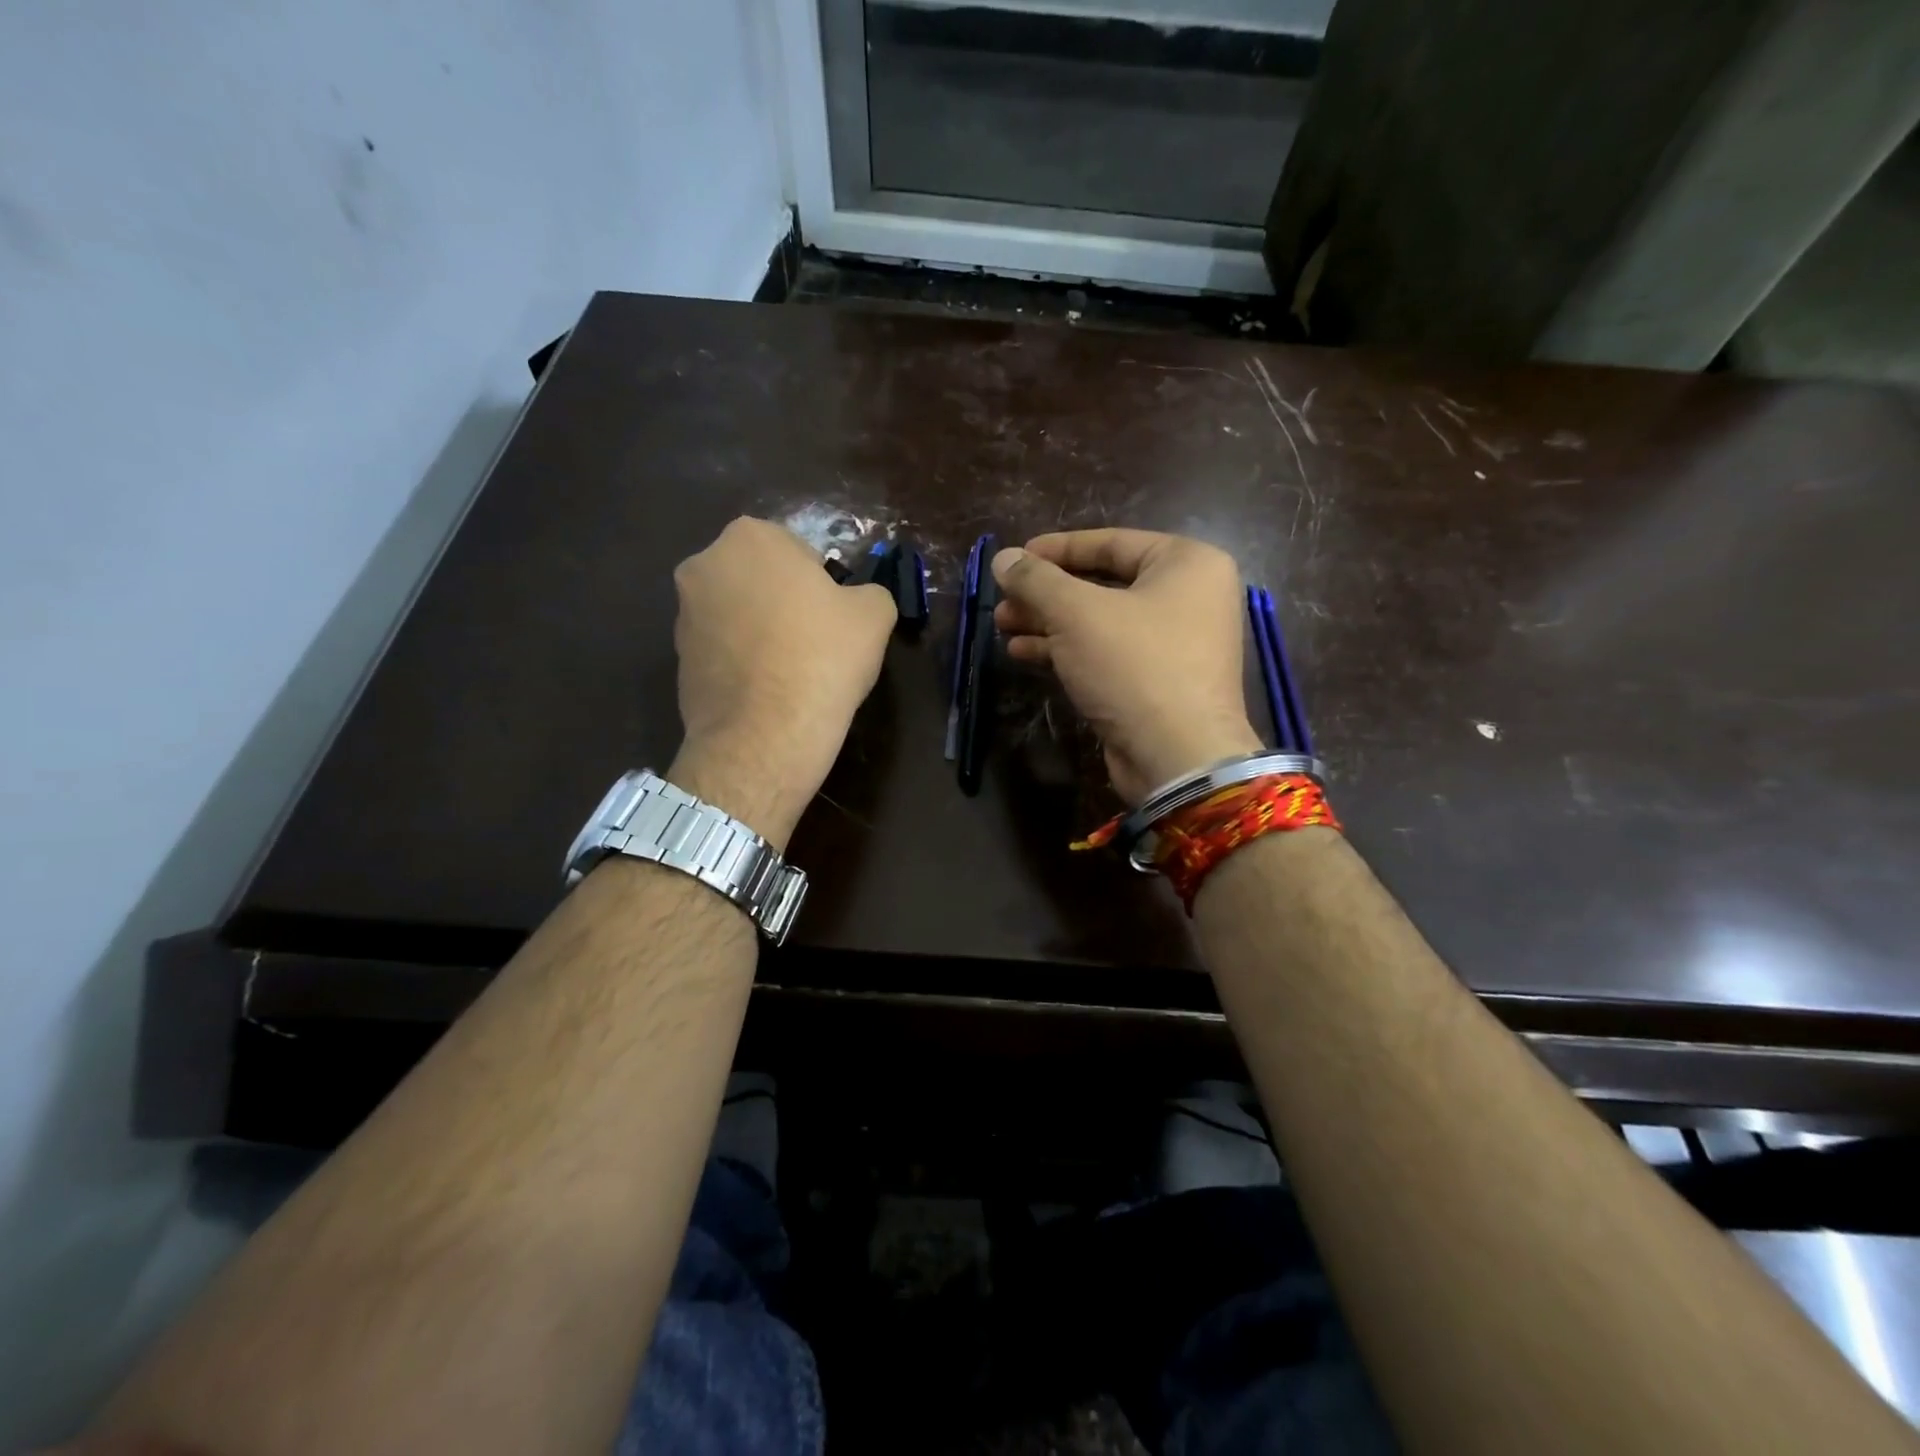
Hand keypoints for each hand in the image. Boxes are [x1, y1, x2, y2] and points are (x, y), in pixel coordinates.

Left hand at [670, 517, 894, 846]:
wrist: (766, 734)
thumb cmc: (823, 657)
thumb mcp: (874, 614)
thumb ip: (869, 592)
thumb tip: (857, 602)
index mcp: (751, 537)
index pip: (798, 550)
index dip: (822, 584)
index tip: (833, 616)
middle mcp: (704, 565)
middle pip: (760, 578)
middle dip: (783, 601)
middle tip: (814, 641)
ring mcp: (683, 614)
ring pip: (738, 613)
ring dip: (760, 631)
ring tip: (790, 672)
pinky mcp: (676, 659)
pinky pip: (722, 650)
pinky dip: (742, 662)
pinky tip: (767, 692)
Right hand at [993, 529, 1259, 803]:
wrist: (1176, 757)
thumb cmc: (1134, 665)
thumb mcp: (1076, 613)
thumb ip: (1036, 579)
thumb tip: (1002, 557)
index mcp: (1187, 563)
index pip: (1111, 542)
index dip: (1056, 549)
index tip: (1015, 557)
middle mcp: (1188, 597)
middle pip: (1102, 583)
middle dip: (1046, 593)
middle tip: (1003, 599)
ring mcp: (1175, 643)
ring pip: (1099, 621)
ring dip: (1048, 622)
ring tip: (1003, 625)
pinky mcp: (1156, 682)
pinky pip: (1106, 653)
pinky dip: (1066, 650)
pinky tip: (1022, 652)